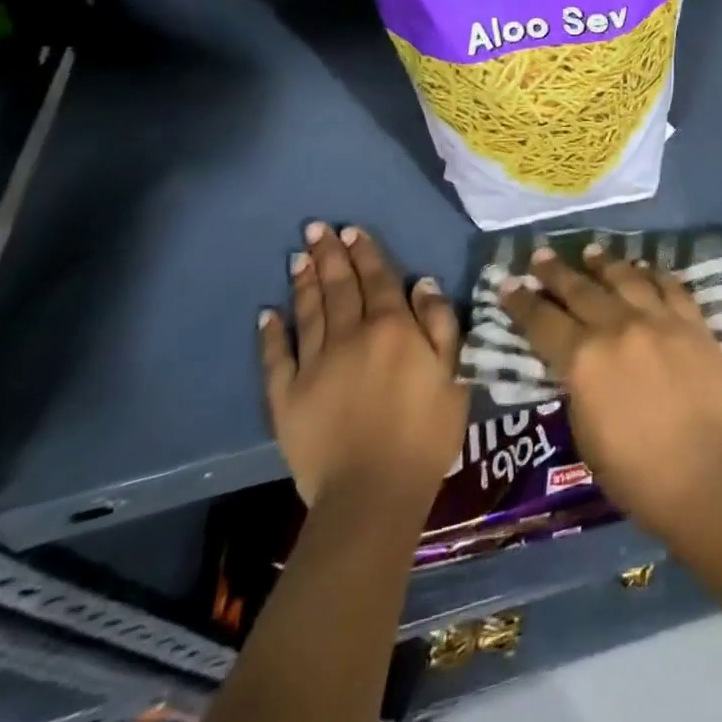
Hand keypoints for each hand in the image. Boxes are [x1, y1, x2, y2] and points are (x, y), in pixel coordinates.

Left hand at [259, 222, 468, 507]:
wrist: (374, 494)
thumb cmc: (426, 432)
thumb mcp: (455, 373)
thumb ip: (440, 323)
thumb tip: (421, 282)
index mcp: (393, 327)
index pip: (378, 278)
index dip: (366, 252)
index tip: (352, 230)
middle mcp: (351, 335)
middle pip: (339, 286)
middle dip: (329, 255)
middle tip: (316, 228)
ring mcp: (314, 365)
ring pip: (309, 312)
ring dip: (304, 282)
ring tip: (297, 256)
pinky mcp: (286, 398)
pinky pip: (276, 358)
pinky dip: (271, 333)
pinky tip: (267, 313)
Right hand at [500, 244, 721, 541]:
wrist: (706, 476)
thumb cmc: (635, 473)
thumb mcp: (585, 432)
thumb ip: (577, 385)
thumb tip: (575, 360)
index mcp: (583, 359)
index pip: (542, 322)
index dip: (521, 302)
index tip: (507, 282)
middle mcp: (617, 327)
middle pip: (580, 290)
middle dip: (555, 272)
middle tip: (541, 255)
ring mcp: (658, 319)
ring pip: (625, 277)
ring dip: (603, 262)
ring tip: (590, 251)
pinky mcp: (692, 322)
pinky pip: (669, 285)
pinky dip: (652, 273)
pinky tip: (643, 268)